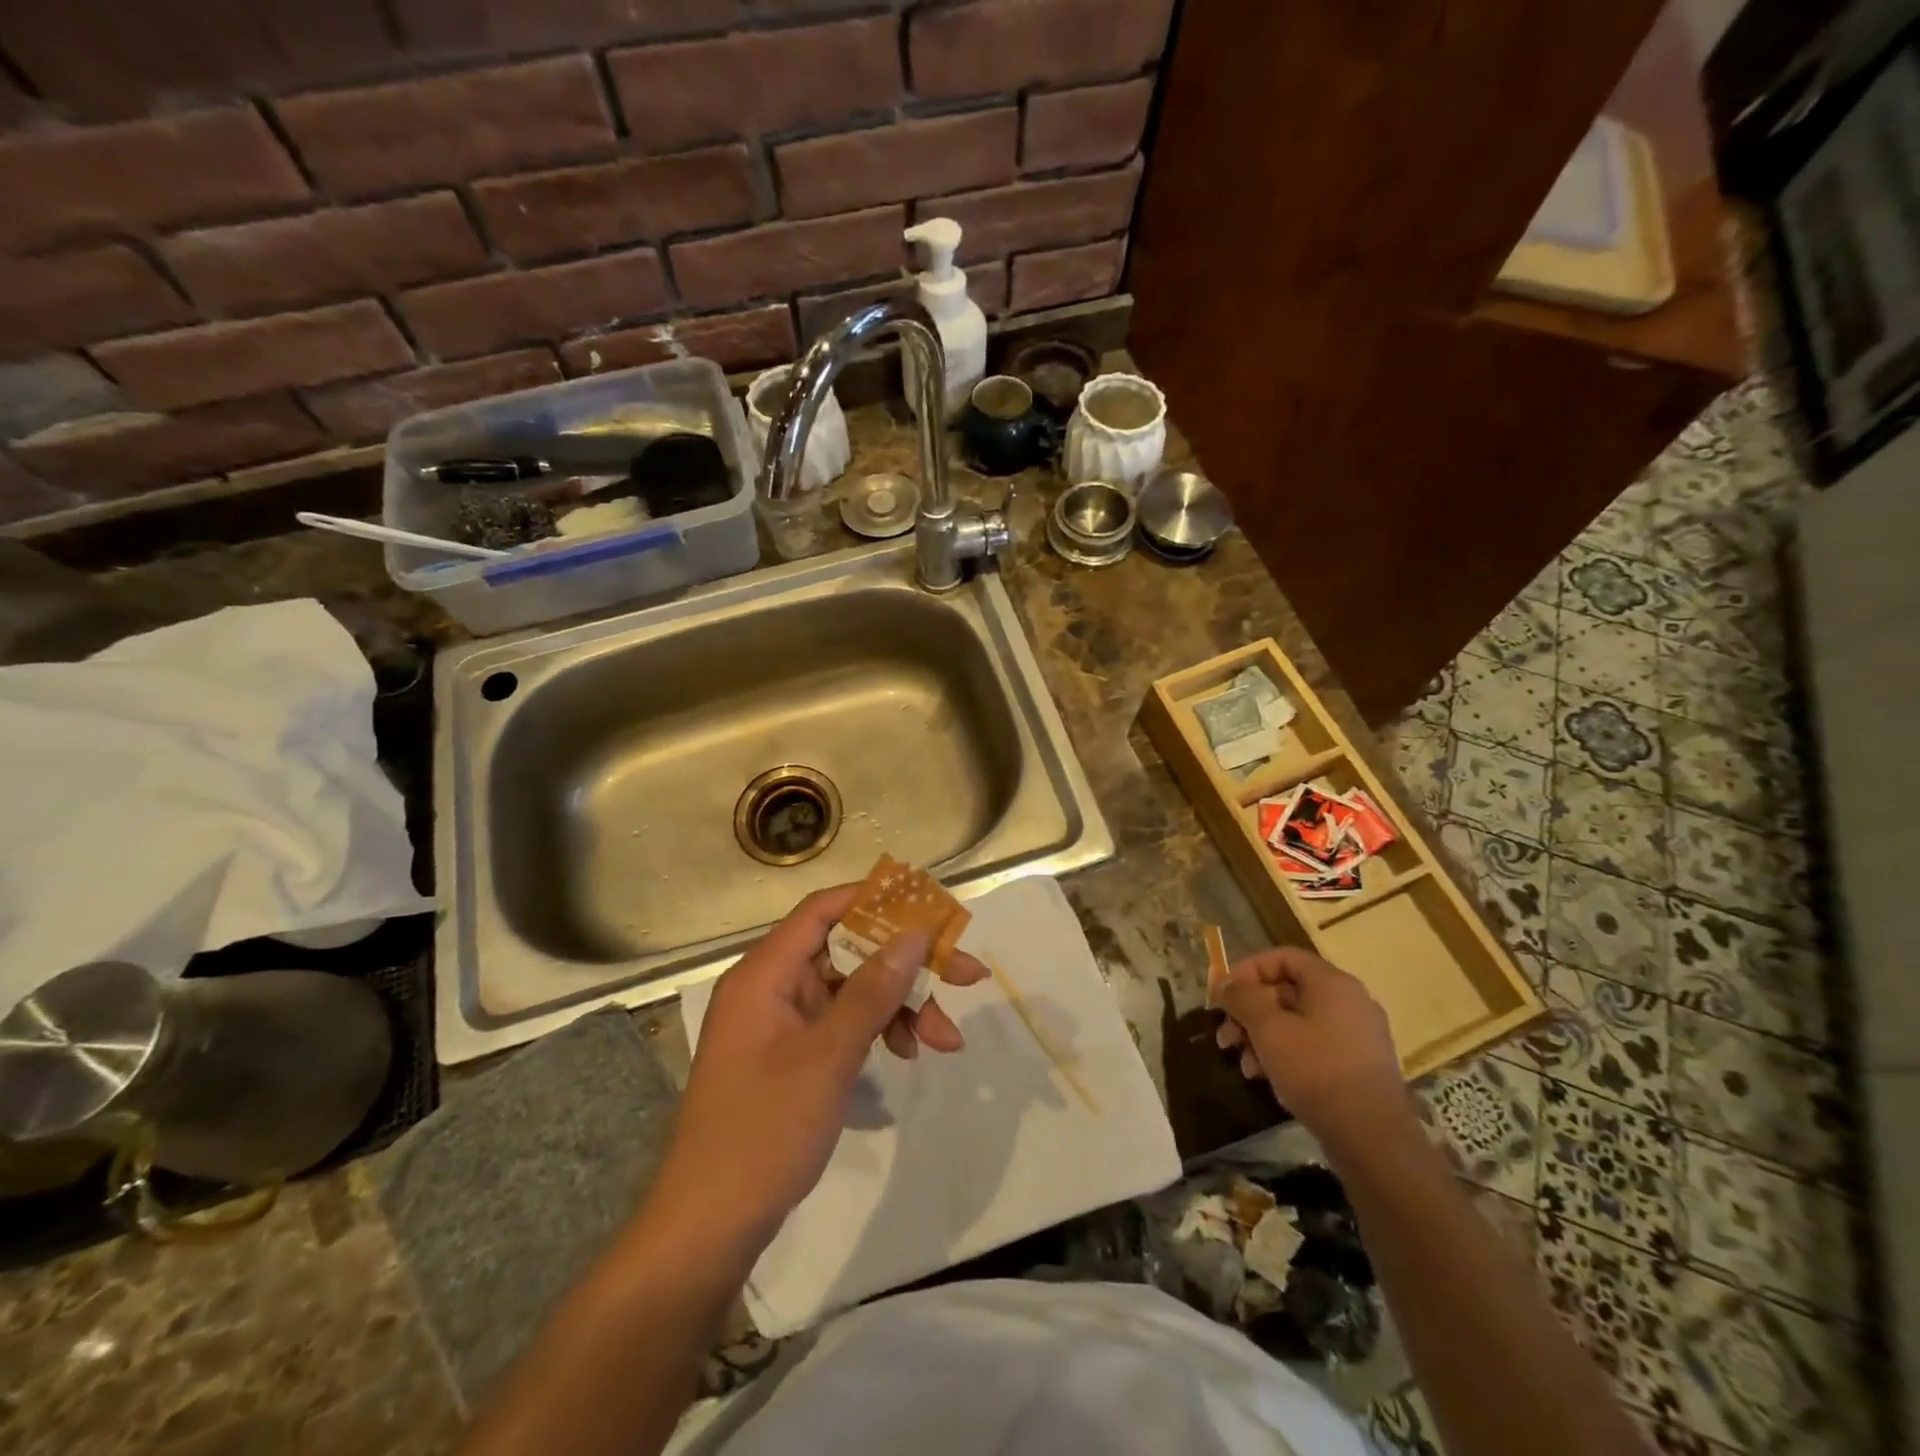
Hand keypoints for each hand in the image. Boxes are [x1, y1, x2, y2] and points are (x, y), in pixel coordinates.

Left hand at [644, 885, 986, 1261]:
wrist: (709, 1228)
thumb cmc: (763, 1133)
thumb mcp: (827, 1058)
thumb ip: (872, 992)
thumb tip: (914, 935)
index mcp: (766, 973)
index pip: (824, 909)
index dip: (877, 900)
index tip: (930, 908)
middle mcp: (773, 986)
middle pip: (848, 950)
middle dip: (907, 965)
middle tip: (966, 976)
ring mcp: (783, 1021)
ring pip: (853, 989)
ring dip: (900, 1005)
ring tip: (946, 1040)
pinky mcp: (793, 1053)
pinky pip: (843, 1022)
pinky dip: (878, 1030)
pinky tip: (909, 1053)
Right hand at [1215, 948, 1412, 1156]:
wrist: (1373, 1139)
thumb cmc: (1316, 1071)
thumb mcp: (1268, 1029)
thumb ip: (1242, 998)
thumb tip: (1224, 982)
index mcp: (1332, 983)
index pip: (1282, 957)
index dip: (1247, 971)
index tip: (1223, 996)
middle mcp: (1350, 1001)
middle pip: (1287, 991)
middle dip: (1250, 1012)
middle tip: (1226, 1036)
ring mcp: (1358, 1035)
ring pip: (1298, 1022)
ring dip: (1263, 1037)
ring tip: (1244, 1065)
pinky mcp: (1360, 1066)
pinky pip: (1314, 1046)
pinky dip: (1287, 1055)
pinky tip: (1269, 1080)